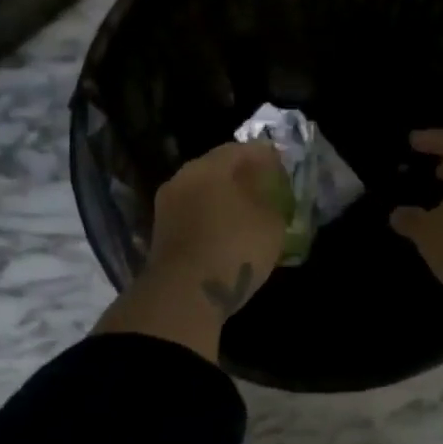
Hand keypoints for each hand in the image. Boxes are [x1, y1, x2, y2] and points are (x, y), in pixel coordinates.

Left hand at [149, 139, 288, 317]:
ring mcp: (167, 208)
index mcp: (208, 167)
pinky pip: (193, 217)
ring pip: (201, 194)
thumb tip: (265, 198)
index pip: (239, 149)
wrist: (184, 294)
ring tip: (247, 211)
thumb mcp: (270, 224)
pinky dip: (211, 219)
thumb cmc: (234, 248)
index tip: (280, 163)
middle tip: (264, 186)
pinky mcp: (161, 235)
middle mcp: (182, 179)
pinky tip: (227, 232)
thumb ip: (271, 203)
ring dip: (223, 199)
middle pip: (216, 169)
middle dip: (241, 176)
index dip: (263, 155)